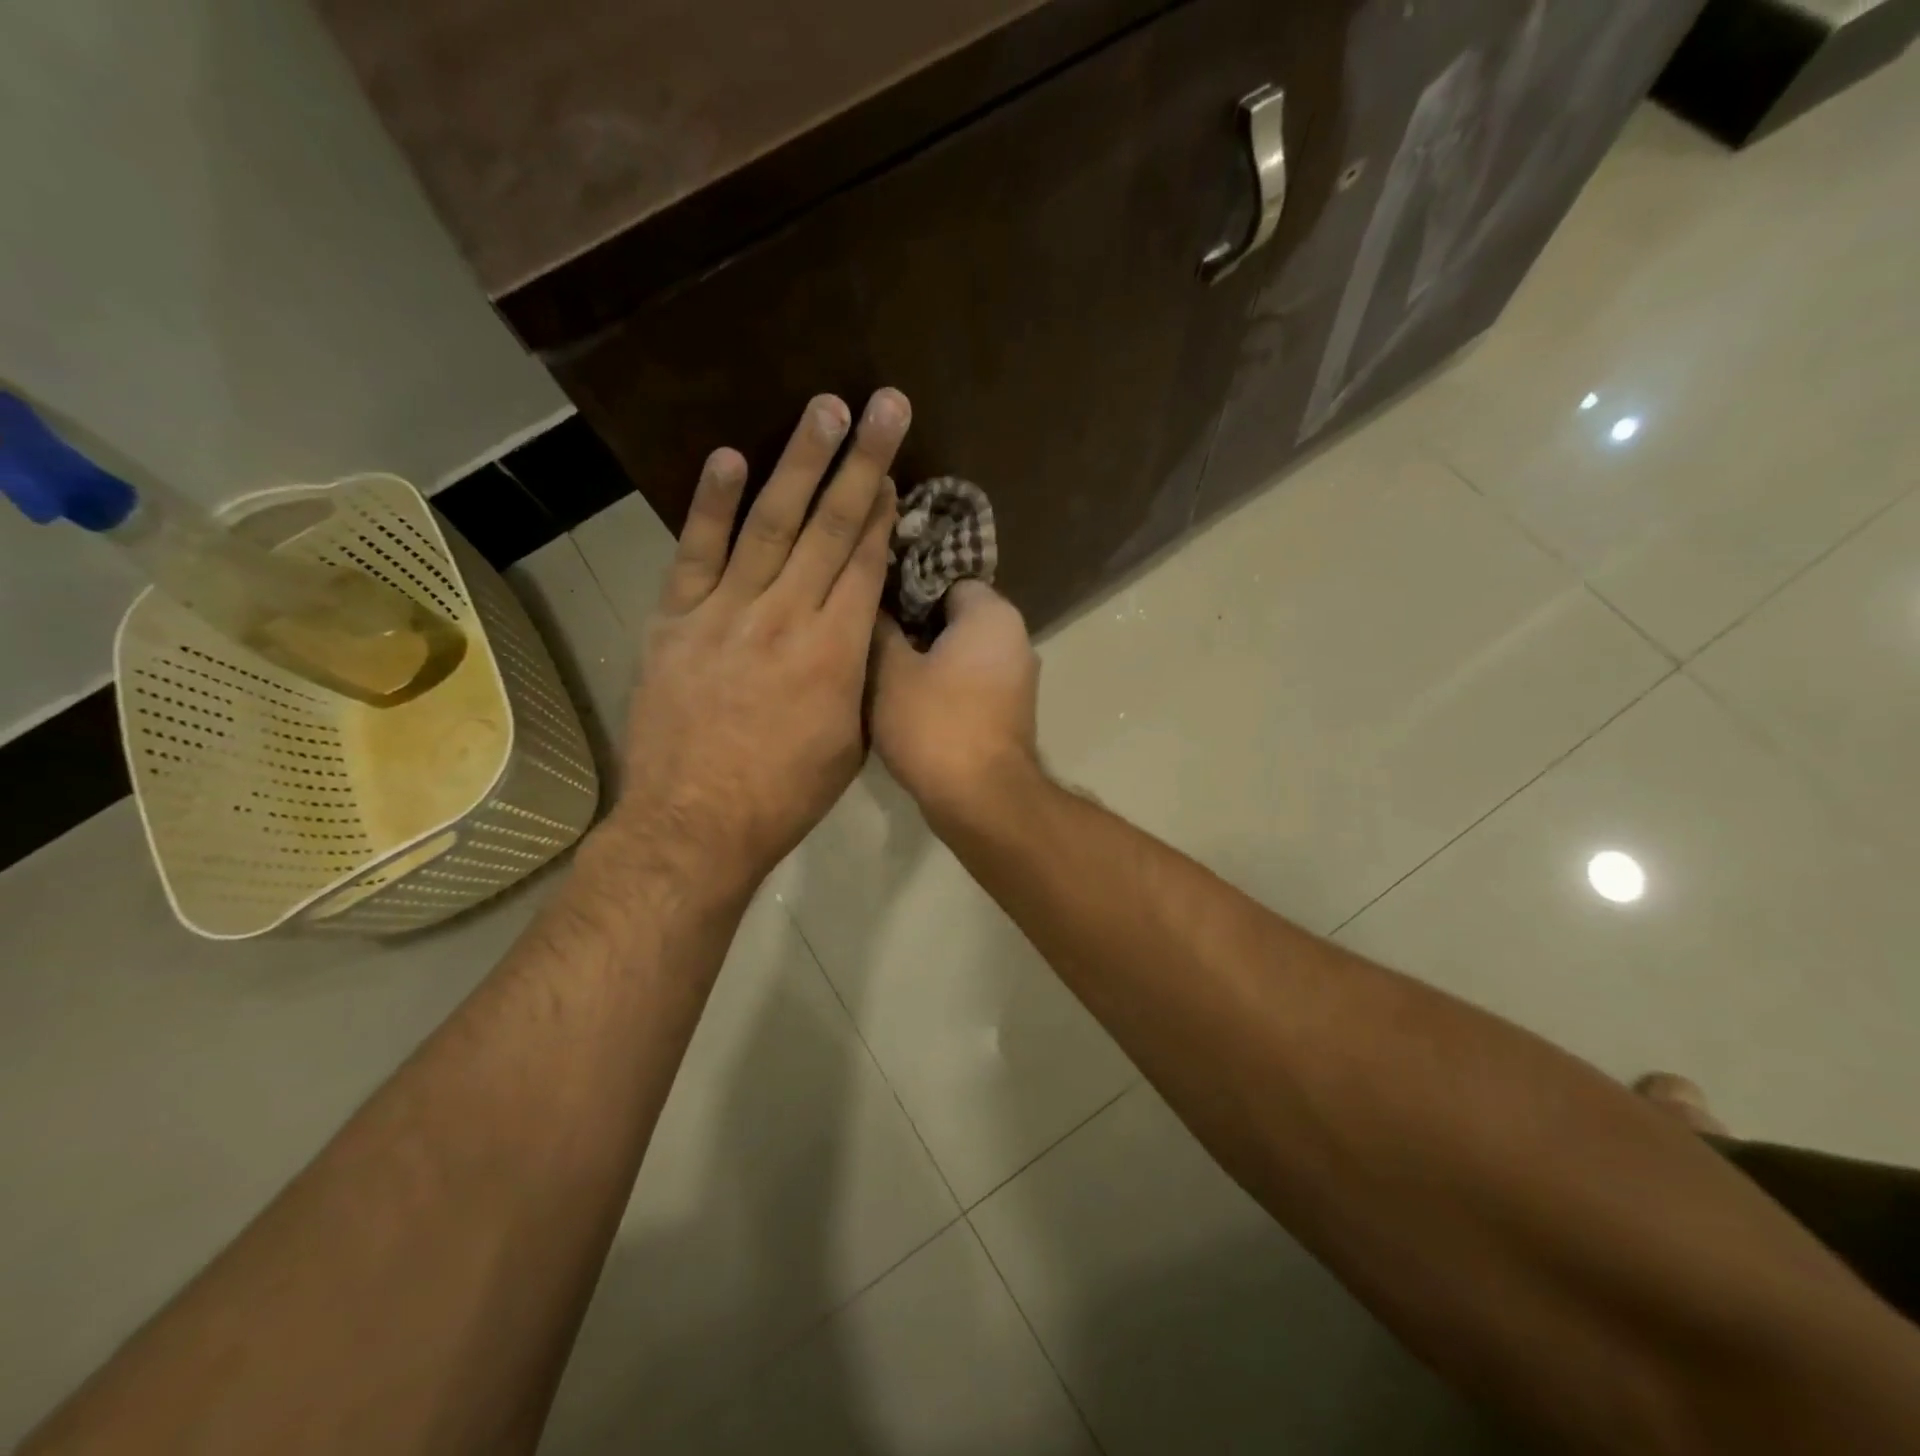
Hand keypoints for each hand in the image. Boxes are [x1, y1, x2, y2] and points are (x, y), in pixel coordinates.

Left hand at [614, 389, 907, 890]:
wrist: (695, 823)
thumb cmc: (786, 793)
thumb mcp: (850, 739)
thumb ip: (859, 674)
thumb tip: (864, 627)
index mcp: (836, 652)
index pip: (864, 562)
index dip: (882, 509)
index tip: (895, 464)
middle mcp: (786, 617)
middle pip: (828, 527)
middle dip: (860, 462)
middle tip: (882, 405)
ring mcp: (726, 613)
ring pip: (769, 523)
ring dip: (799, 463)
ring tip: (824, 409)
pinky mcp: (676, 621)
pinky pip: (696, 553)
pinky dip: (712, 505)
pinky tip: (730, 458)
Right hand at [870, 581, 1040, 829]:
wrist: (981, 799)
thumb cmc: (934, 724)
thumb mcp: (890, 670)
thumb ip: (880, 628)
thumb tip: (873, 604)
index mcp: (992, 614)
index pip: (943, 576)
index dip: (902, 585)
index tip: (869, 599)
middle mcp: (1015, 637)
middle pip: (953, 614)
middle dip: (911, 622)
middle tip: (867, 633)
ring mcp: (1016, 677)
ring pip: (960, 650)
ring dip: (924, 656)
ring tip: (879, 665)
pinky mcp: (1009, 711)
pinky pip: (970, 680)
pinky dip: (942, 682)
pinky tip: (906, 697)